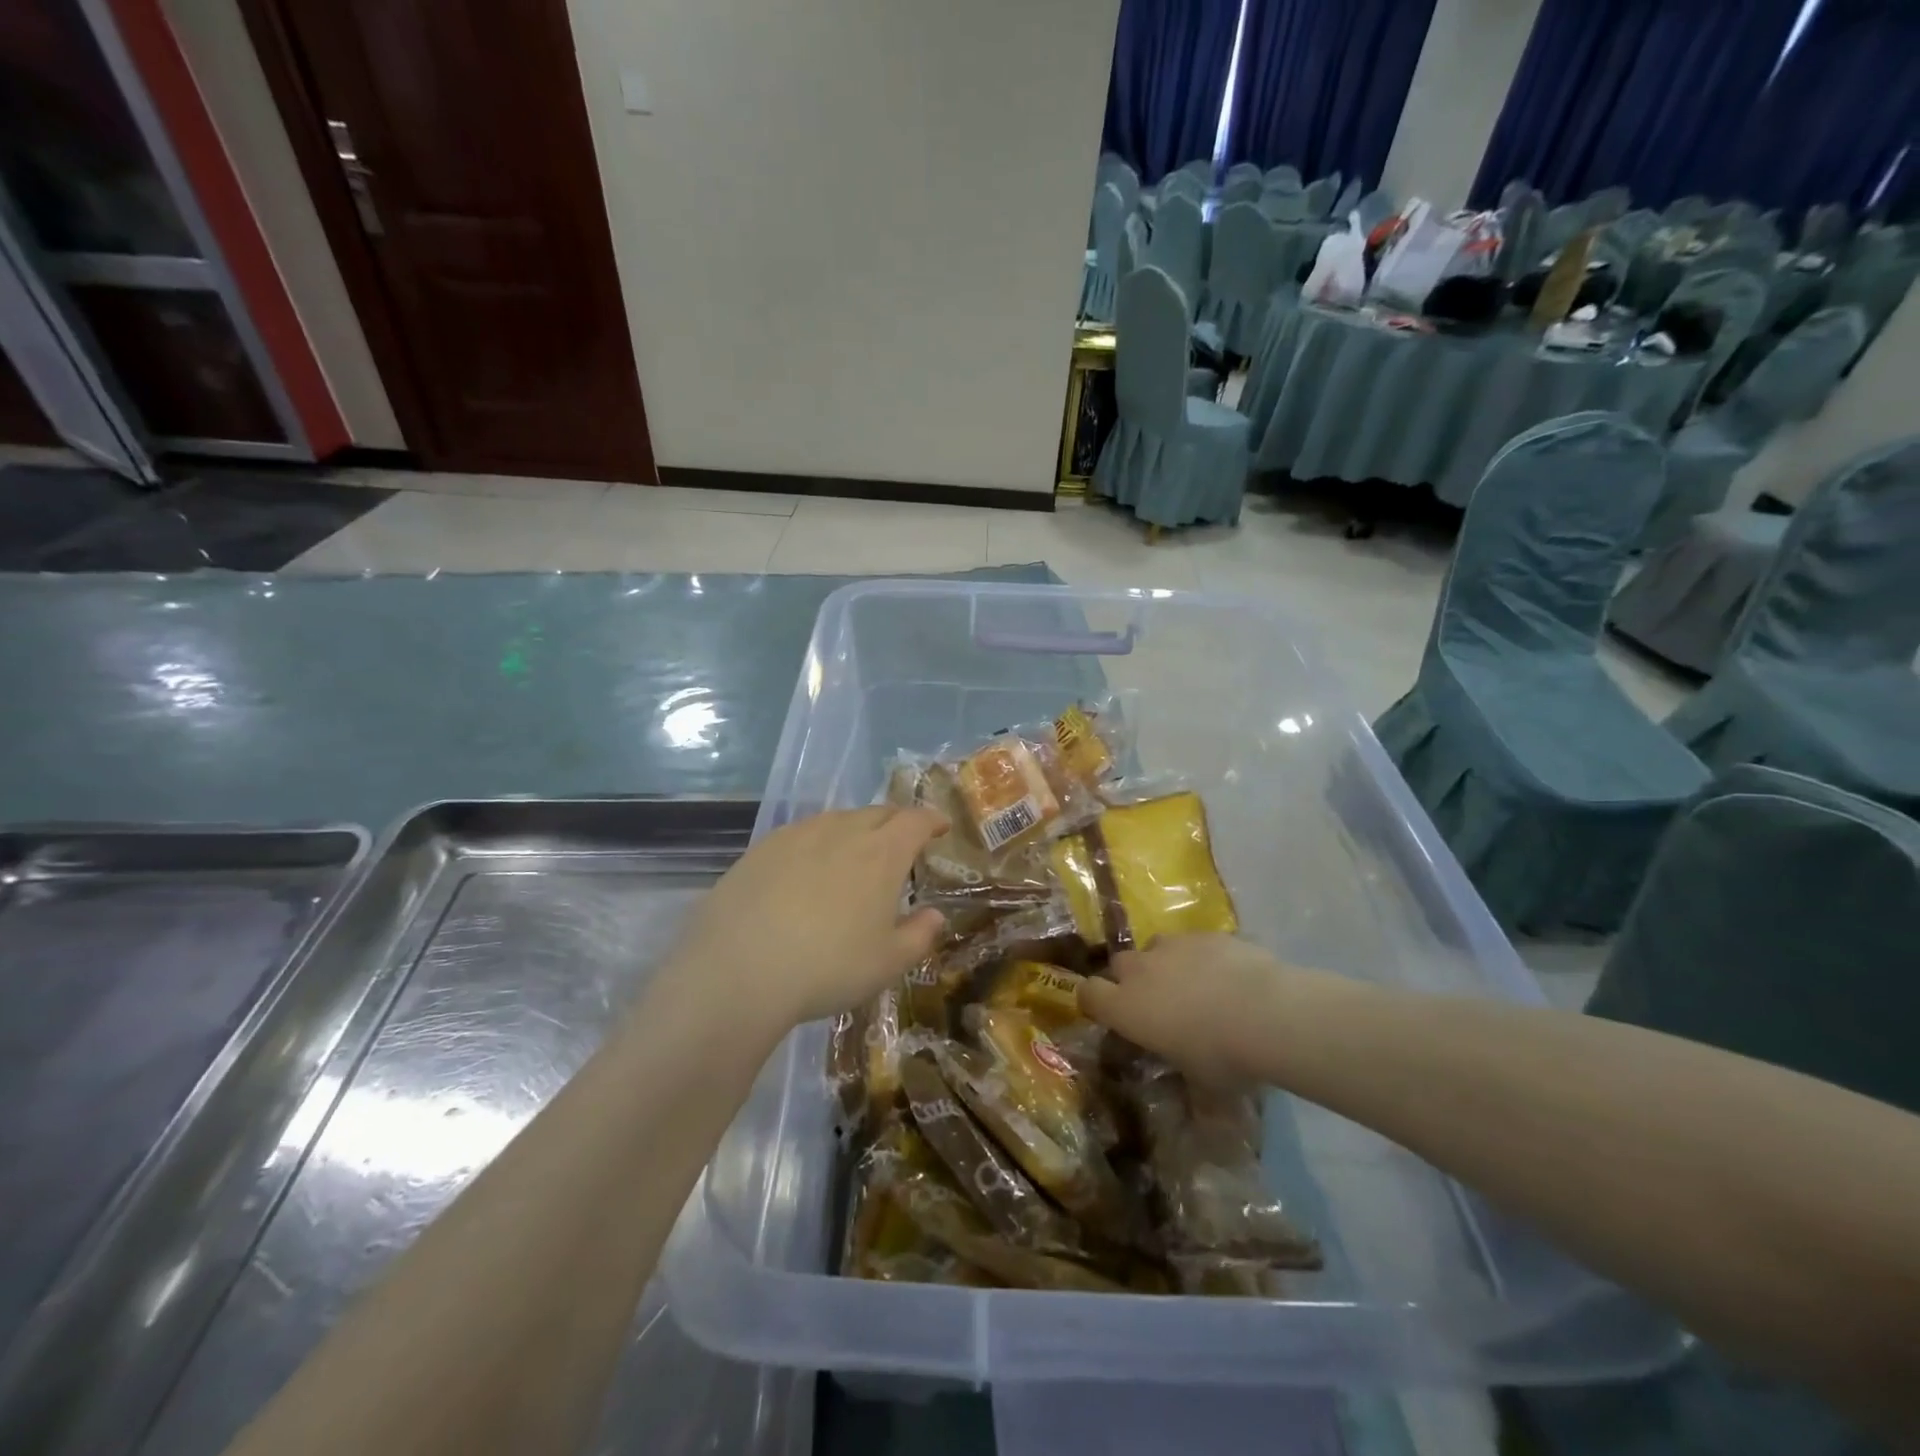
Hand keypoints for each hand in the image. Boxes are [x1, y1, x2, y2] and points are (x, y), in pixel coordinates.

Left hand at [667, 806, 948, 1029]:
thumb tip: (935, 915)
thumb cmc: (828, 967)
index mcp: (881, 854)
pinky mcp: (761, 849)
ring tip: (855, 853)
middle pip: (877, 813)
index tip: (939, 827)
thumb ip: (919, 936)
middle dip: (896, 822)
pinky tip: (807, 867)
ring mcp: (798, 836)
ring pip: (837, 820)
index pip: (915, 820)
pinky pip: (801, 833)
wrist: (739, 970)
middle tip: (902, 841)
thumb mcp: (887, 963)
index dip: (931, 820)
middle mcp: (842, 832)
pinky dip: (817, 842)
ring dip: (855, 829)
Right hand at [1077, 934, 1316, 1085]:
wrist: (1266, 1012)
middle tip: (1158, 1003)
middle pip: (1119, 965)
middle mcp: (1140, 970)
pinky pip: (1193, 943)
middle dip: (1132, 980)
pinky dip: (1201, 957)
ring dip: (1165, 964)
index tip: (1111, 1015)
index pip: (1088, 993)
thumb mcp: (1204, 1087)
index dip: (1095, 1002)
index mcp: (1126, 1008)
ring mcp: (1172, 946)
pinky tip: (1229, 977)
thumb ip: (1192, 1094)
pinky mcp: (1205, 933)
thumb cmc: (1222, 1057)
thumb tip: (1205, 1127)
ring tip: (1195, 986)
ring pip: (1155, 948)